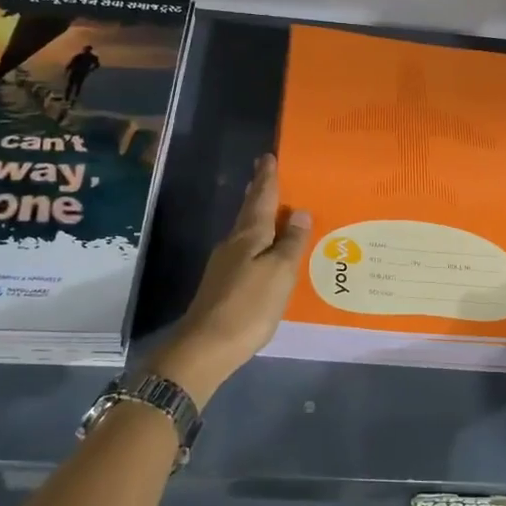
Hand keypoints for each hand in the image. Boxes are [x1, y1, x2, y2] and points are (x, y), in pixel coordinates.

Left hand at [158, 154, 311, 405]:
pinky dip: (257, 241)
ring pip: (245, 231)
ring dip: (257, 217)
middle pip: (249, 212)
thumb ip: (291, 243)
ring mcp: (224, 265)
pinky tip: (263, 249)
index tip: (268, 158)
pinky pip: (245, 251)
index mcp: (249, 236)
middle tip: (266, 174)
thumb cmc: (248, 306)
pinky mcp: (223, 284)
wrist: (206, 347)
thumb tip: (299, 212)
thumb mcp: (279, 273)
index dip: (267, 178)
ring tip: (272, 208)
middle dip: (258, 193)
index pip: (261, 199)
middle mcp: (233, 244)